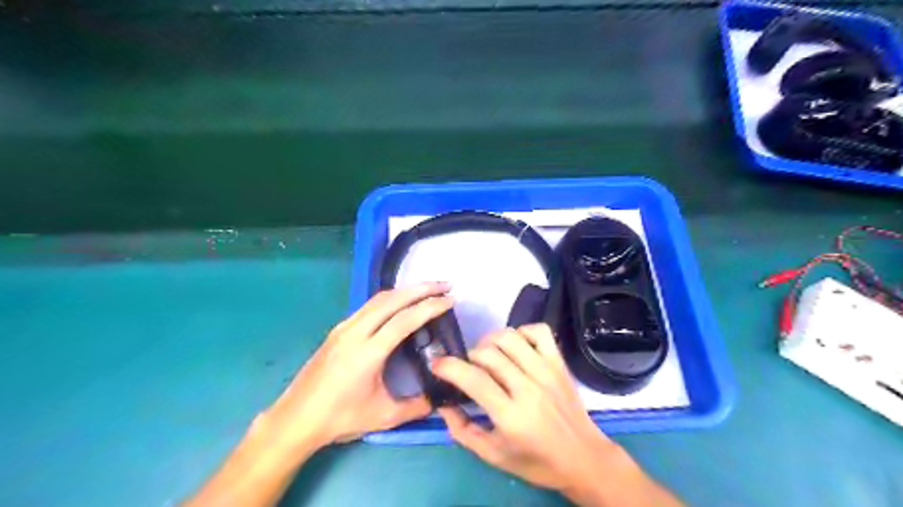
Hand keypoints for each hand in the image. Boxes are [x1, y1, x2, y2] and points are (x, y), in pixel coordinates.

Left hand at [266, 281, 455, 450]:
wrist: (295, 418)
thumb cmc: (339, 418)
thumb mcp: (383, 417)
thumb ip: (417, 406)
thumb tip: (441, 398)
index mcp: (368, 353)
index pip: (404, 320)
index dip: (430, 307)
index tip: (450, 299)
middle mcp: (355, 332)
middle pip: (392, 300)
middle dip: (422, 288)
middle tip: (445, 285)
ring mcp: (344, 328)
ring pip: (379, 299)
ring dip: (406, 290)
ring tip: (428, 289)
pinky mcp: (338, 330)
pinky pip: (369, 306)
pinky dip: (391, 299)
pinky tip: (400, 304)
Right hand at [429, 326, 677, 505]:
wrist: (584, 459)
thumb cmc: (536, 461)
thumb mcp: (493, 455)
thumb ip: (462, 430)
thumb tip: (442, 403)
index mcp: (511, 416)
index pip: (474, 380)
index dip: (449, 367)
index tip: (437, 365)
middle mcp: (529, 388)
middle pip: (489, 353)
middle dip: (469, 356)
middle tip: (468, 368)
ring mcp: (547, 371)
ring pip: (510, 337)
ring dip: (490, 341)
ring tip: (488, 355)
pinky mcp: (559, 363)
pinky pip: (539, 331)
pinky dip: (522, 331)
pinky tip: (516, 347)